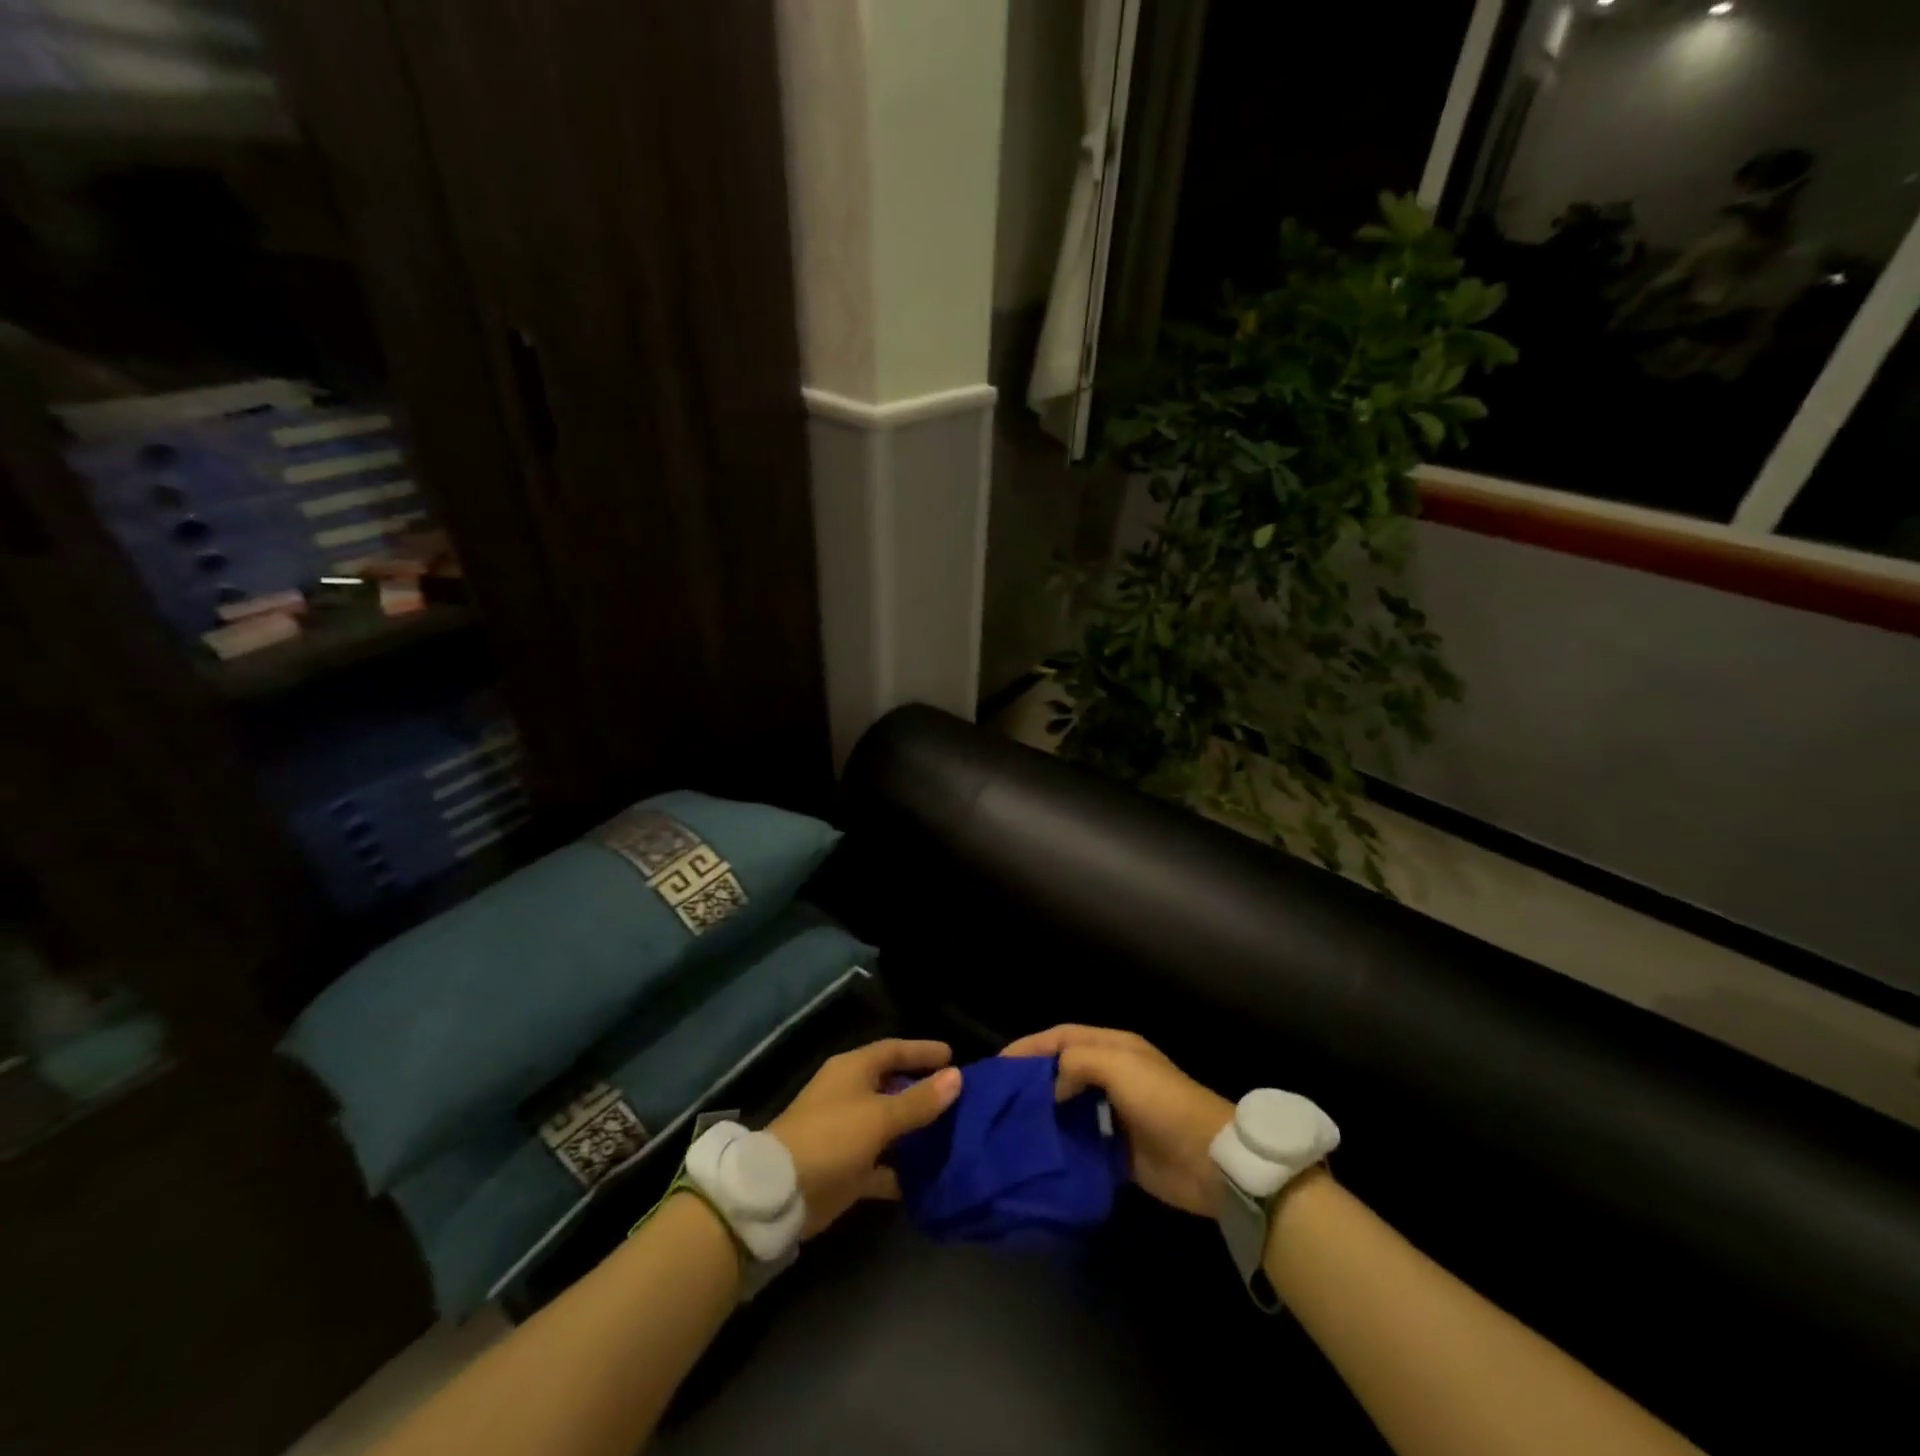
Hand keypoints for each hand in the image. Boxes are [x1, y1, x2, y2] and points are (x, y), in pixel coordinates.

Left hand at [769, 1039, 962, 1238]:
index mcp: (853, 1070)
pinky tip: (929, 1177)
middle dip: (923, 1091)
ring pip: (889, 1126)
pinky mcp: (847, 1169)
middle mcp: (850, 1095)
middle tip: (958, 1097)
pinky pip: (882, 1164)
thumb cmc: (832, 1137)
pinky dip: (902, 1169)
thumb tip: (957, 1076)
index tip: (953, 1056)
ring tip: (952, 1134)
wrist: (781, 1191)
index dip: (922, 1051)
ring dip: (915, 1131)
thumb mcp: (881, 1116)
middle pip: (892, 1086)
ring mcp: (847, 1133)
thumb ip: (919, 1099)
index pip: (893, 1050)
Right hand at [1000, 1025, 1232, 1216]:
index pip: (1062, 1037)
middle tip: (999, 1098)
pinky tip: (1037, 1154)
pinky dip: (1060, 1145)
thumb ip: (1076, 1064)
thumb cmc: (1163, 1102)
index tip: (999, 1065)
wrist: (1209, 1161)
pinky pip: (1080, 1142)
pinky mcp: (1117, 1150)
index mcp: (1113, 1047)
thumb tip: (1050, 1088)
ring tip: (1009, 1127)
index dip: (1030, 1046)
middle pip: (1062, 1070)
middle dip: (1032, 1080)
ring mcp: (1114, 1114)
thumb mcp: (1119, 1066)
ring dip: (1043, 1114)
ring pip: (1068, 1107)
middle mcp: (1112, 1076)